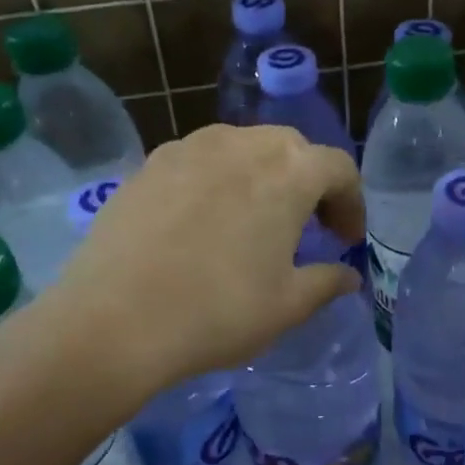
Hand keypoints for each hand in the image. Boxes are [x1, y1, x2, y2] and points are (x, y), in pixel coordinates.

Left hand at [19, 124, 363, 397]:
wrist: (113, 322)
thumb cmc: (218, 312)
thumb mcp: (288, 306)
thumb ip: (328, 282)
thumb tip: (349, 277)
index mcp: (289, 171)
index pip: (338, 168)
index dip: (351, 203)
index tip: (345, 241)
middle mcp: (242, 143)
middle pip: (292, 149)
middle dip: (310, 183)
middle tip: (308, 228)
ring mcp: (190, 148)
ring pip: (244, 147)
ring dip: (263, 176)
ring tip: (254, 220)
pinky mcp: (149, 164)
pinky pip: (201, 160)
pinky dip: (219, 180)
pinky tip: (204, 222)